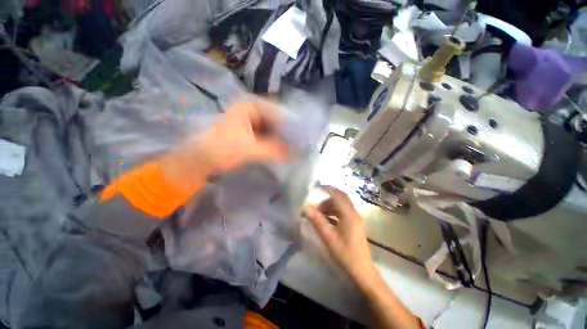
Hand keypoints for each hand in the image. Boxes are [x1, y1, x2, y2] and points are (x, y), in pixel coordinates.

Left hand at [159, 101, 289, 187]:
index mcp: (249, 107)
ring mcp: (251, 124)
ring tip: (296, 147)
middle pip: (276, 120)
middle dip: (287, 132)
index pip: (277, 110)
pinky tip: (284, 150)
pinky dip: (275, 144)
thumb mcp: (249, 149)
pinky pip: (268, 137)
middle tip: (301, 142)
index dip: (291, 122)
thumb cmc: (220, 149)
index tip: (303, 133)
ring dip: (282, 139)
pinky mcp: (251, 135)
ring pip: (272, 129)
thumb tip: (297, 154)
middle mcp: (252, 112)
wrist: (199, 161)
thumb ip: (274, 151)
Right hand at [303, 186, 378, 289]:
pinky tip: (326, 219)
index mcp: (349, 215)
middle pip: (341, 198)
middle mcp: (354, 214)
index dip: (327, 189)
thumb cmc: (345, 254)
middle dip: (328, 197)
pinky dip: (334, 212)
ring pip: (342, 205)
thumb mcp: (328, 237)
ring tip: (319, 212)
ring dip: (330, 205)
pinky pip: (344, 212)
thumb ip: (317, 221)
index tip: (316, 187)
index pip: (338, 195)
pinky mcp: (355, 225)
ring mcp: (356, 219)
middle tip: (316, 202)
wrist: (362, 272)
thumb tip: (305, 208)